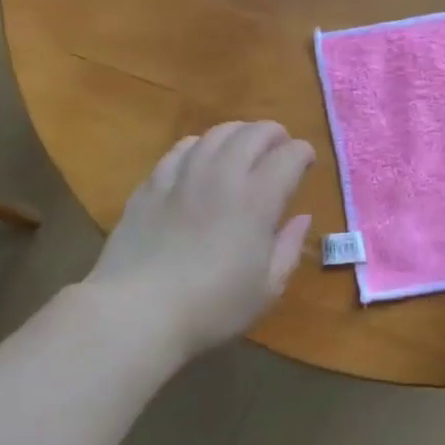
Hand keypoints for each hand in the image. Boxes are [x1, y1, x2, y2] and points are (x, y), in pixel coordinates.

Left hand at [88, 122, 313, 360]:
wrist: (137, 311)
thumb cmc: (212, 307)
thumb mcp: (267, 288)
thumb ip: (289, 248)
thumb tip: (302, 218)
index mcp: (257, 201)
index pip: (289, 157)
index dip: (303, 153)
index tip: (307, 161)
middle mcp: (222, 177)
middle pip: (252, 134)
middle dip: (273, 133)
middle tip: (280, 144)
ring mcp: (182, 177)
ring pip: (214, 135)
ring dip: (237, 132)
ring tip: (243, 143)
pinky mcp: (151, 186)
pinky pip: (179, 150)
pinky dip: (198, 145)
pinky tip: (198, 154)